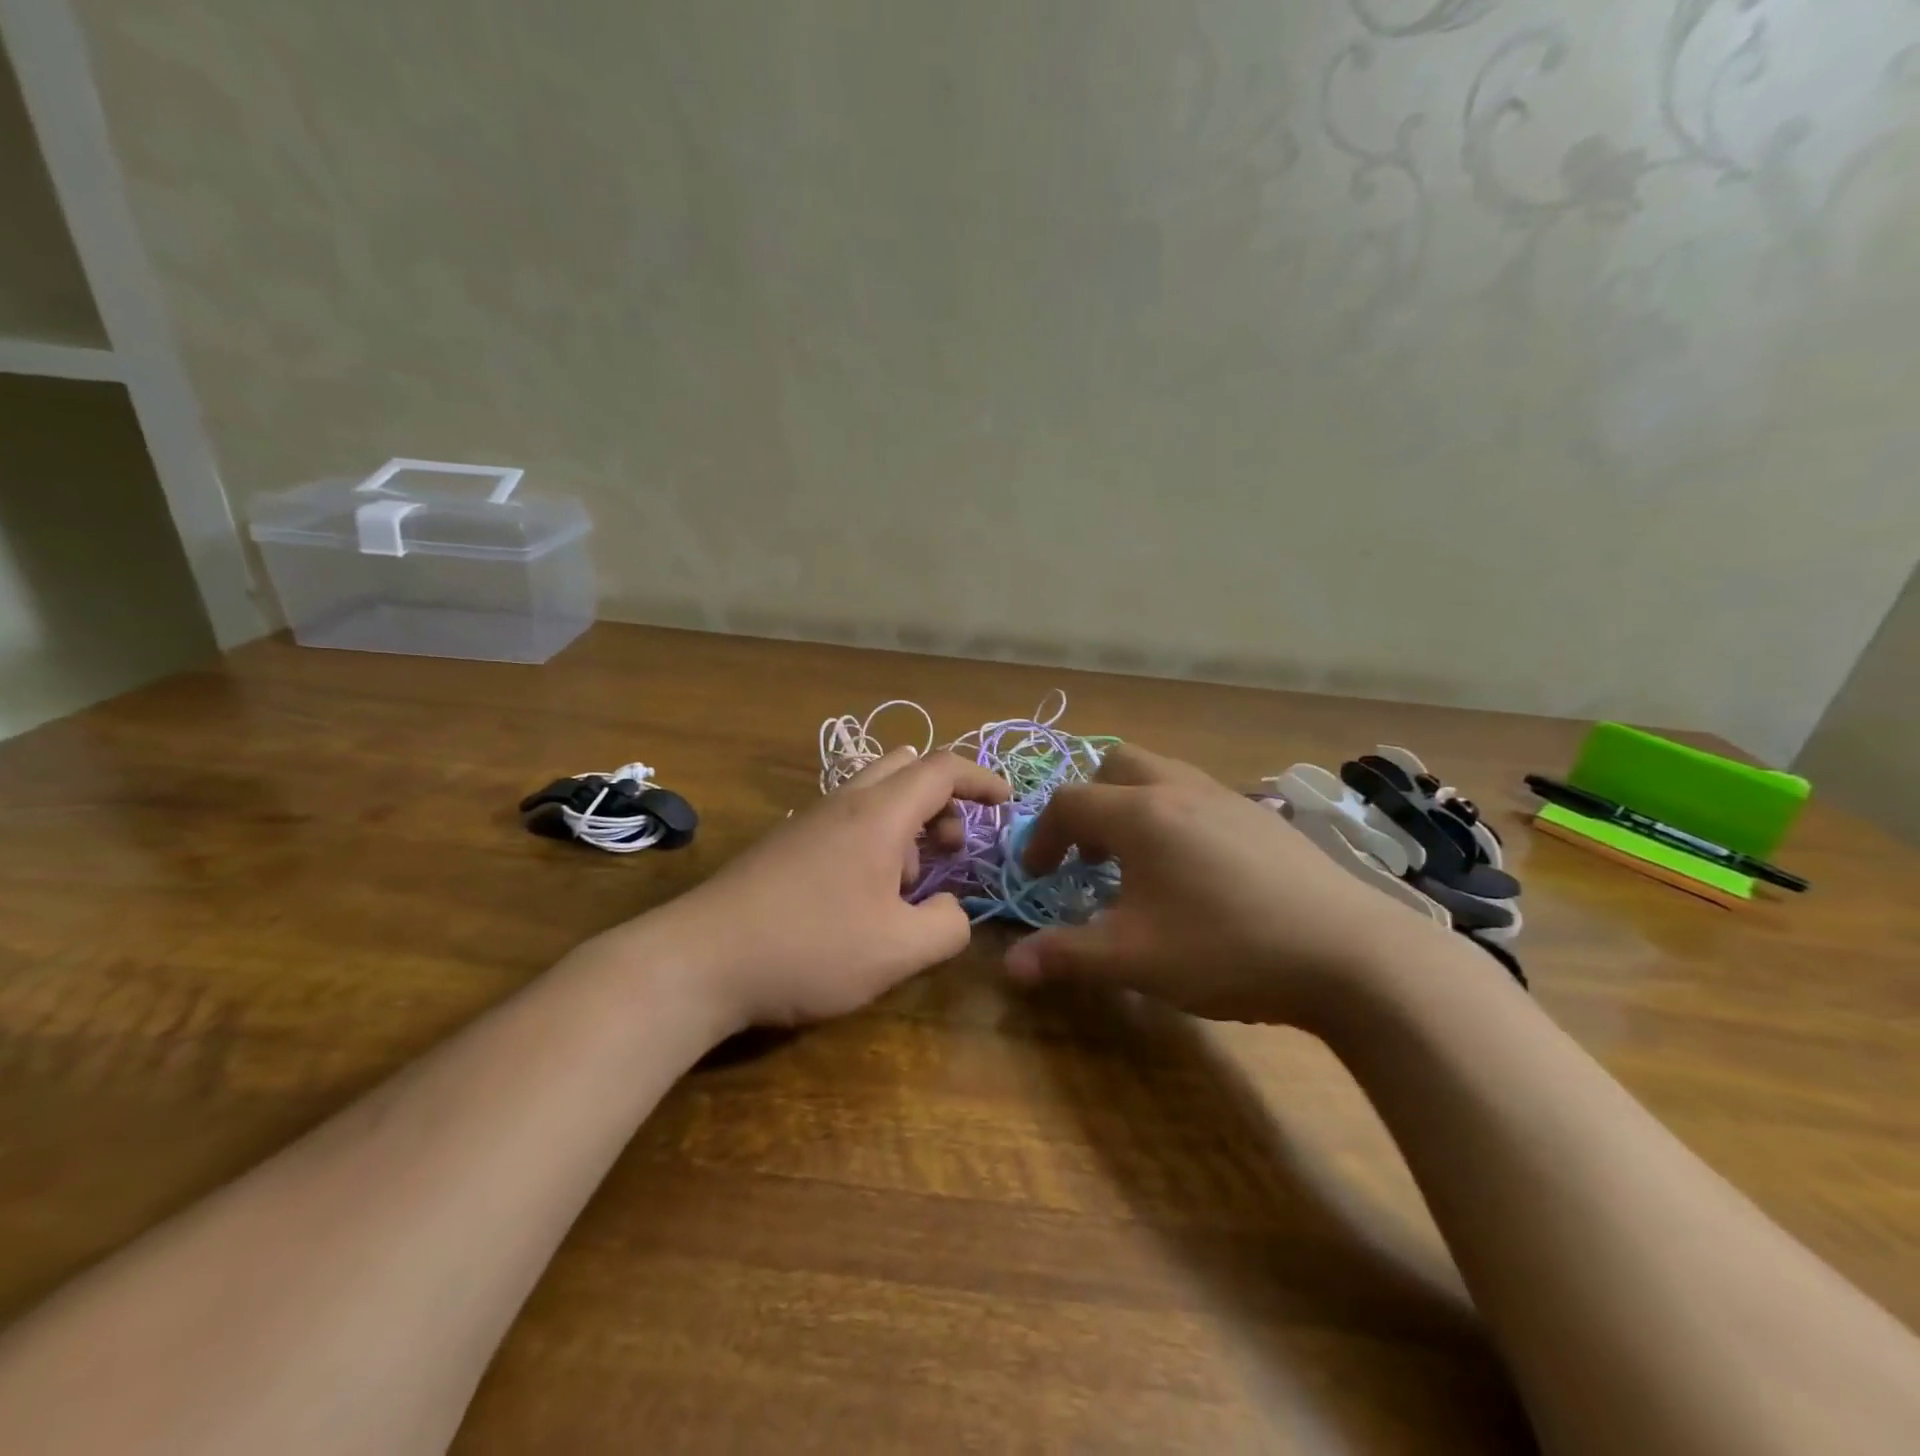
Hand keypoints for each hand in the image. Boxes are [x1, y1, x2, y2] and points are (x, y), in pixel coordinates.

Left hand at [655, 748, 1010, 1030]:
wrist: (698, 961)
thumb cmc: (809, 948)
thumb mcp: (897, 951)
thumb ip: (948, 928)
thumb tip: (954, 911)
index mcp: (879, 814)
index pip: (942, 768)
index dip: (983, 778)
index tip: (1008, 802)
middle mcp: (844, 803)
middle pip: (907, 769)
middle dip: (944, 800)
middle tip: (953, 848)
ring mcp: (809, 821)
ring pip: (875, 796)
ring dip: (907, 826)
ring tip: (906, 887)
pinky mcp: (785, 845)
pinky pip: (847, 821)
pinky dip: (874, 841)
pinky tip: (862, 898)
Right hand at [1003, 744, 1447, 1025]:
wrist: (1349, 954)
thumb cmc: (1225, 949)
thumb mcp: (1134, 959)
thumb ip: (1066, 956)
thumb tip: (1011, 967)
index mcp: (1140, 814)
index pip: (1069, 803)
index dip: (1043, 837)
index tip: (1042, 877)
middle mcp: (1180, 790)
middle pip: (1116, 765)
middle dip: (1090, 804)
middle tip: (1091, 855)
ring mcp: (1228, 798)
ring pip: (1163, 776)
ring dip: (1134, 808)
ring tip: (1141, 864)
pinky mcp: (1264, 818)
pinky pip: (1200, 797)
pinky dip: (1176, 819)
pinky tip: (1197, 875)